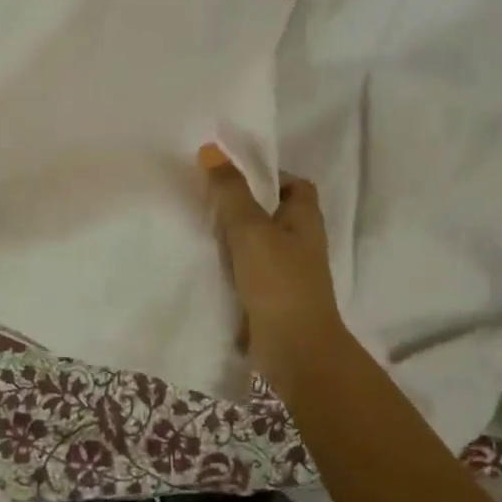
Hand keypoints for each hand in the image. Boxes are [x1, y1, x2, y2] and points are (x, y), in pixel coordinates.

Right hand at [203, 153, 346, 374]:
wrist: (294, 350)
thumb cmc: (279, 282)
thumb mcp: (250, 229)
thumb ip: (230, 192)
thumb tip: (211, 150)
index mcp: (305, 220)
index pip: (295, 185)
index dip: (268, 175)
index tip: (233, 174)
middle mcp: (300, 243)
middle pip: (272, 213)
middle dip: (242, 204)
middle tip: (205, 195)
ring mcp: (286, 273)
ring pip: (256, 243)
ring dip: (232, 236)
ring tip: (197, 224)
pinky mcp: (270, 298)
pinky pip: (247, 272)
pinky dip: (229, 266)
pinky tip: (203, 262)